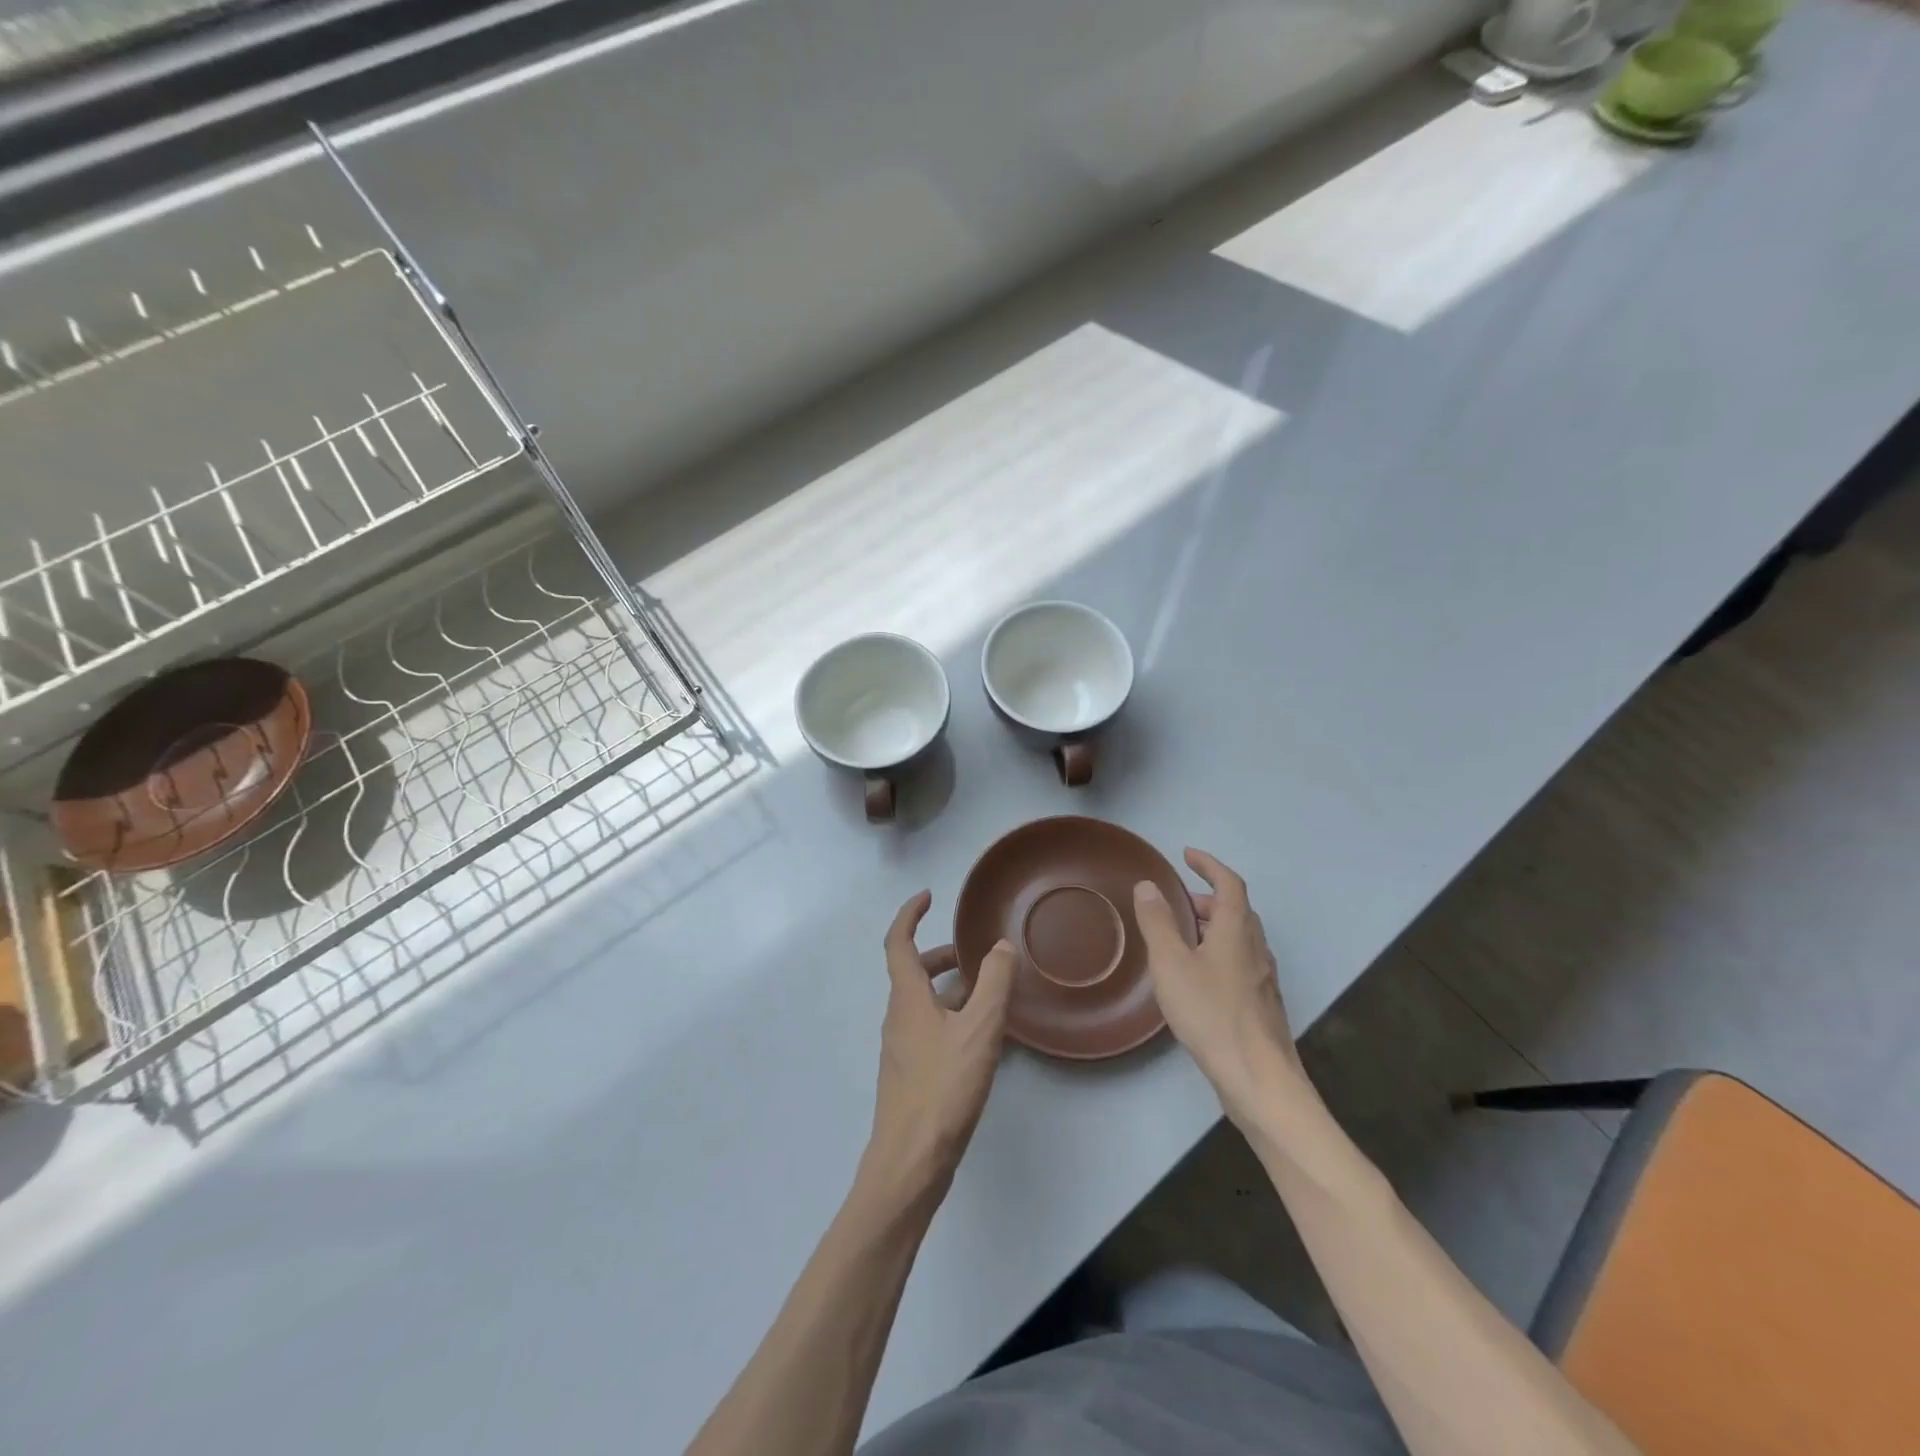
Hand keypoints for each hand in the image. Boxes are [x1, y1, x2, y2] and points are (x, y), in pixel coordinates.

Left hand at [862, 892, 1017, 1205]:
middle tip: (974, 954)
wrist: (911, 1160)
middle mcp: (898, 1017)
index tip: (928, 897)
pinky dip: (952, 1019)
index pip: (898, 942)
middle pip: (913, 973)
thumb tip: (1000, 946)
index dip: (910, 915)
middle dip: (941, 956)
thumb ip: (993, 983)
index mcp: (907, 998)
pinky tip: (981, 1041)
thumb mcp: (979, 1029)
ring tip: (988, 996)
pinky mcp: (911, 1075)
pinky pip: (930, 1031)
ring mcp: (902, 1049)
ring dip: (951, 990)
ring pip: (924, 1004)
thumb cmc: (943, 1086)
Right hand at [1132, 848, 1307, 1128]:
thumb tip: (1148, 885)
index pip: (1229, 883)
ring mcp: (1263, 978)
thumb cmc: (1211, 1014)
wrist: (1259, 1079)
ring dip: (1213, 927)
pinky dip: (1219, 952)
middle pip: (1236, 910)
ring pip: (1240, 938)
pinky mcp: (1262, 1005)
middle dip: (1207, 899)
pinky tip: (1199, 978)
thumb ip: (1157, 922)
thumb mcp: (1171, 964)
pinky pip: (1240, 962)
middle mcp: (1256, 948)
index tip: (1187, 856)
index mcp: (1237, 930)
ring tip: (1182, 938)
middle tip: (1177, 902)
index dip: (1209, 865)